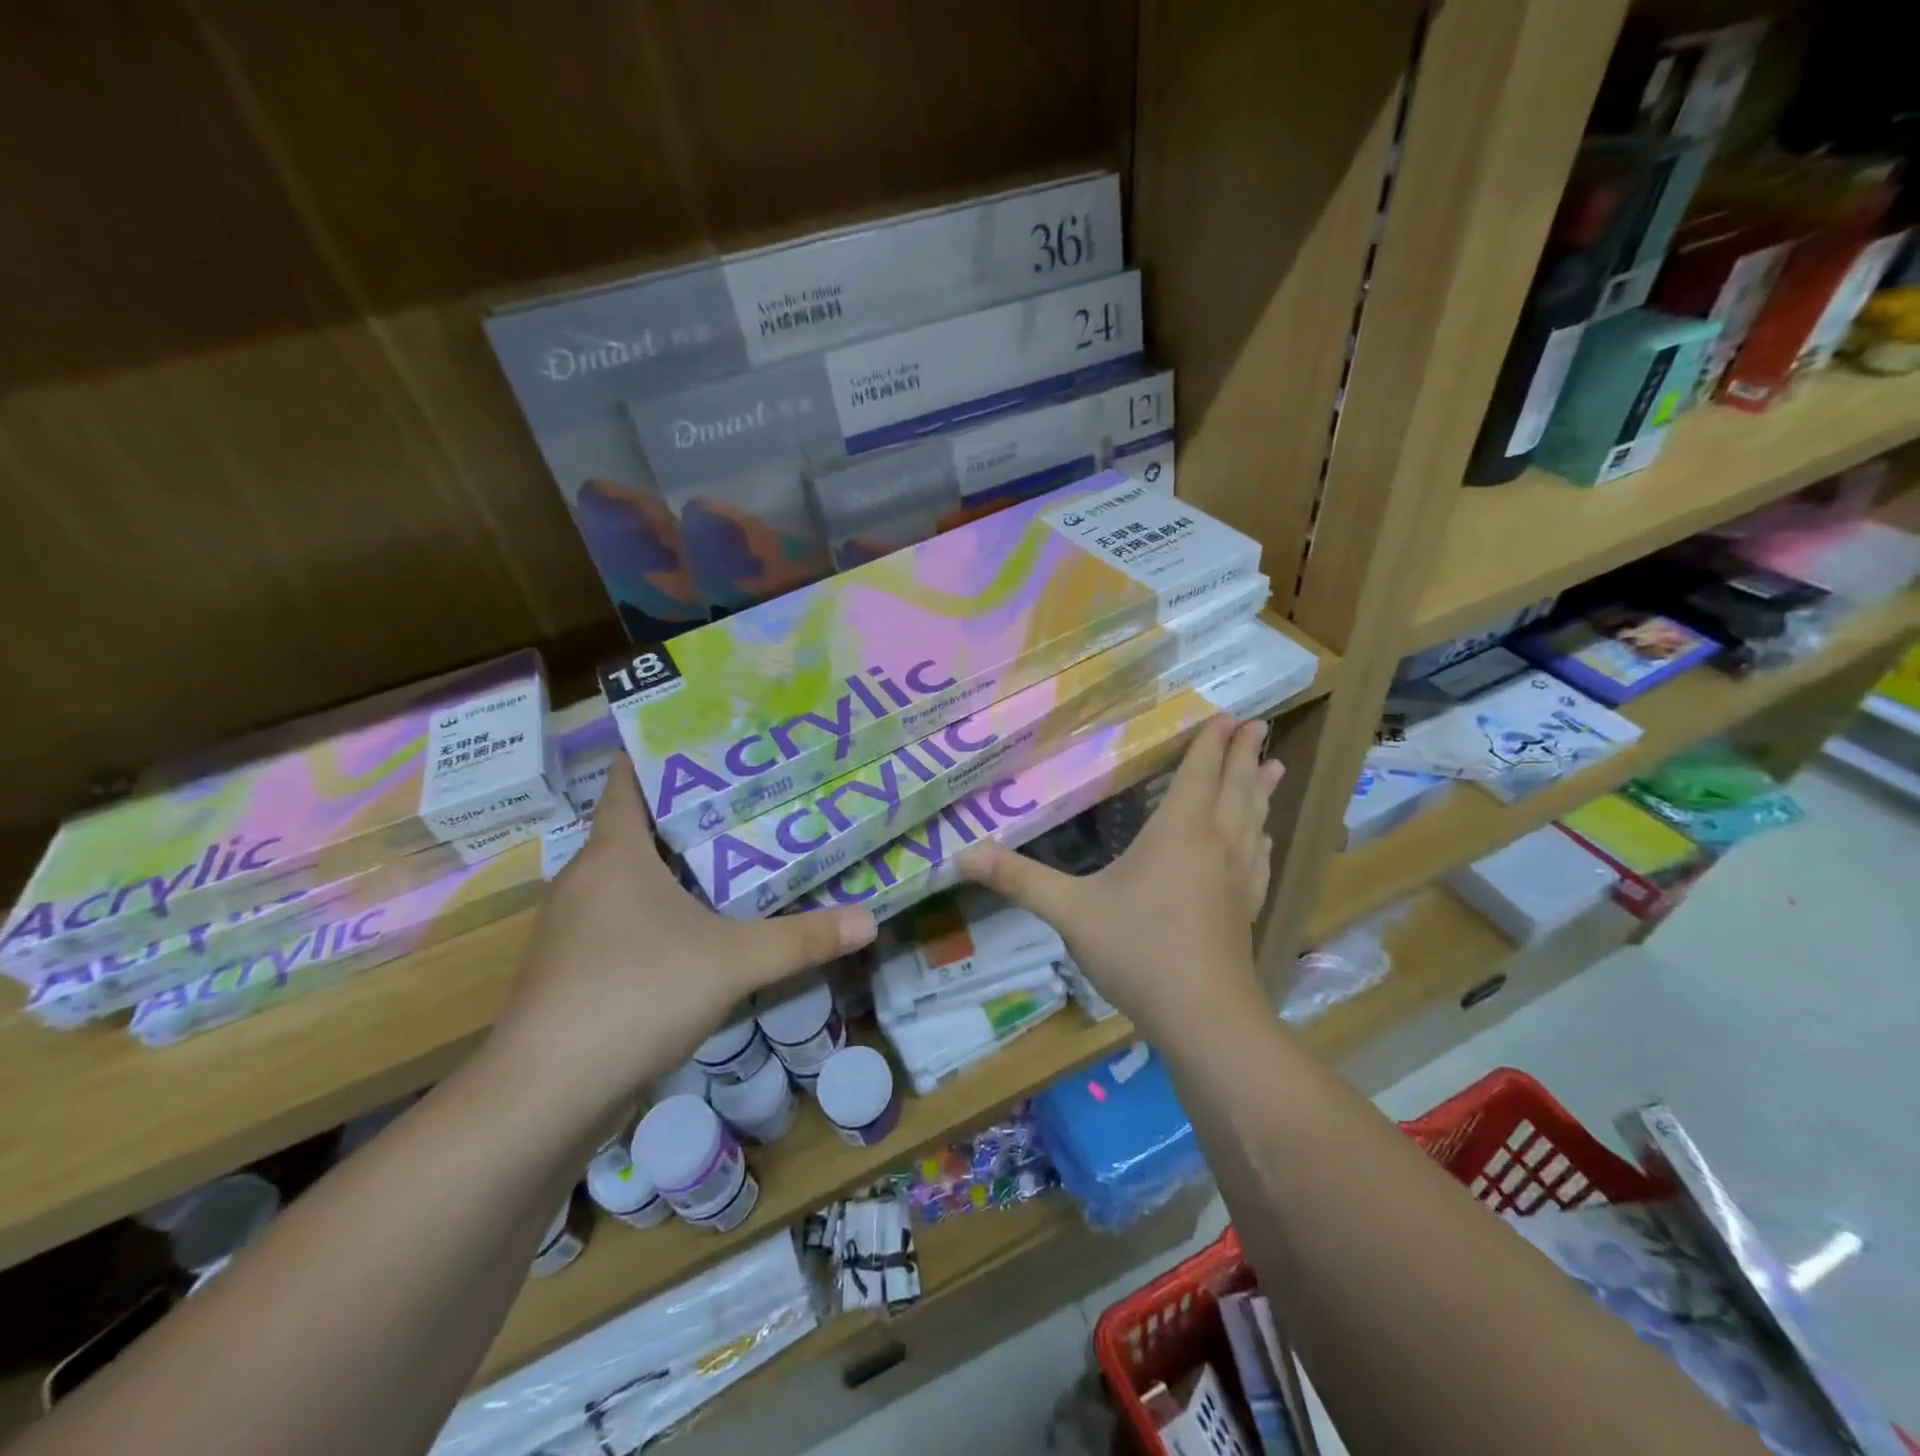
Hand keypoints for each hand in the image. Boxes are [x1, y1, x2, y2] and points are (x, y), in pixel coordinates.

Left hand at [481, 760, 876, 1130]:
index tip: (709, 738)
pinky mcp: (576, 969)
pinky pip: (626, 919)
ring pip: (632, 878)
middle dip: (691, 812)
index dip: (660, 754)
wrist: (544, 1098)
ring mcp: (575, 928)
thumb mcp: (732, 962)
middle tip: (753, 796)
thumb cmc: (634, 996)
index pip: (627, 782)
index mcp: (613, 855)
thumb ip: (803, 939)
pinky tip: (705, 926)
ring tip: (739, 854)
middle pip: (638, 828)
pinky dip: (663, 910)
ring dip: (678, 866)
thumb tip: (870, 919)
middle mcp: (587, 880)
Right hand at [957, 716, 1281, 1038]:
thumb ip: (1019, 880)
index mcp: (1179, 833)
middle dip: (1245, 755)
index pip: (1200, 774)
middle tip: (1258, 726)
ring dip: (1261, 790)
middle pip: (1236, 789)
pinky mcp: (1246, 908)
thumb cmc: (1138, 952)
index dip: (1212, 743)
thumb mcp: (1070, 913)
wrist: (1204, 1017)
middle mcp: (1216, 845)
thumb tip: (961, 856)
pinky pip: (1259, 858)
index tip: (1228, 715)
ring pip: (1254, 820)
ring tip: (1275, 766)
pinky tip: (1264, 838)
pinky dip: (1261, 836)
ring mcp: (1237, 878)